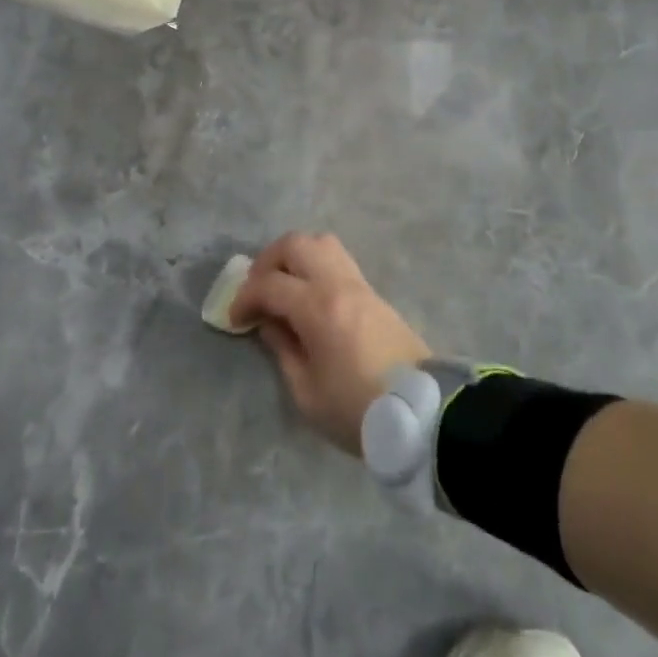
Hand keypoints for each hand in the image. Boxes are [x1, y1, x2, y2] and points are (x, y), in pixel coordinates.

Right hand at [227, 232, 431, 453]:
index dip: (244, 298)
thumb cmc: (358, 409)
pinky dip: (315, 266)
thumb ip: (282, 350)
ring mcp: (359, 284)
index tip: (235, 320)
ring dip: (294, 257)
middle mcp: (338, 284)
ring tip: (283, 287)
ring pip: (321, 243)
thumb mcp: (307, 392)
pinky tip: (308, 295)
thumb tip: (270, 323)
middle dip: (267, 262)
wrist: (422, 413)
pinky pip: (337, 260)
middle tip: (257, 291)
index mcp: (318, 308)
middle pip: (295, 244)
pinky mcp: (374, 293)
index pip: (269, 284)